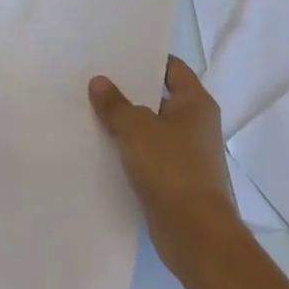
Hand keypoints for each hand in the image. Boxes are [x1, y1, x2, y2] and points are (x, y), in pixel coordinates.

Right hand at [90, 58, 247, 288]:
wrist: (196, 236)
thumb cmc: (172, 169)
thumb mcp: (136, 128)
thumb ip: (115, 104)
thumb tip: (99, 82)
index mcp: (196, 104)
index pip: (172, 68)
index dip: (146, 58)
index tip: (116, 53)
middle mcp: (196, 125)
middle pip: (160, 97)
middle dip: (130, 91)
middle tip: (96, 79)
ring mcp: (188, 155)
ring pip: (152, 129)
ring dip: (128, 123)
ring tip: (92, 110)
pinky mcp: (177, 181)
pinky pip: (150, 156)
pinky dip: (131, 151)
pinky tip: (103, 147)